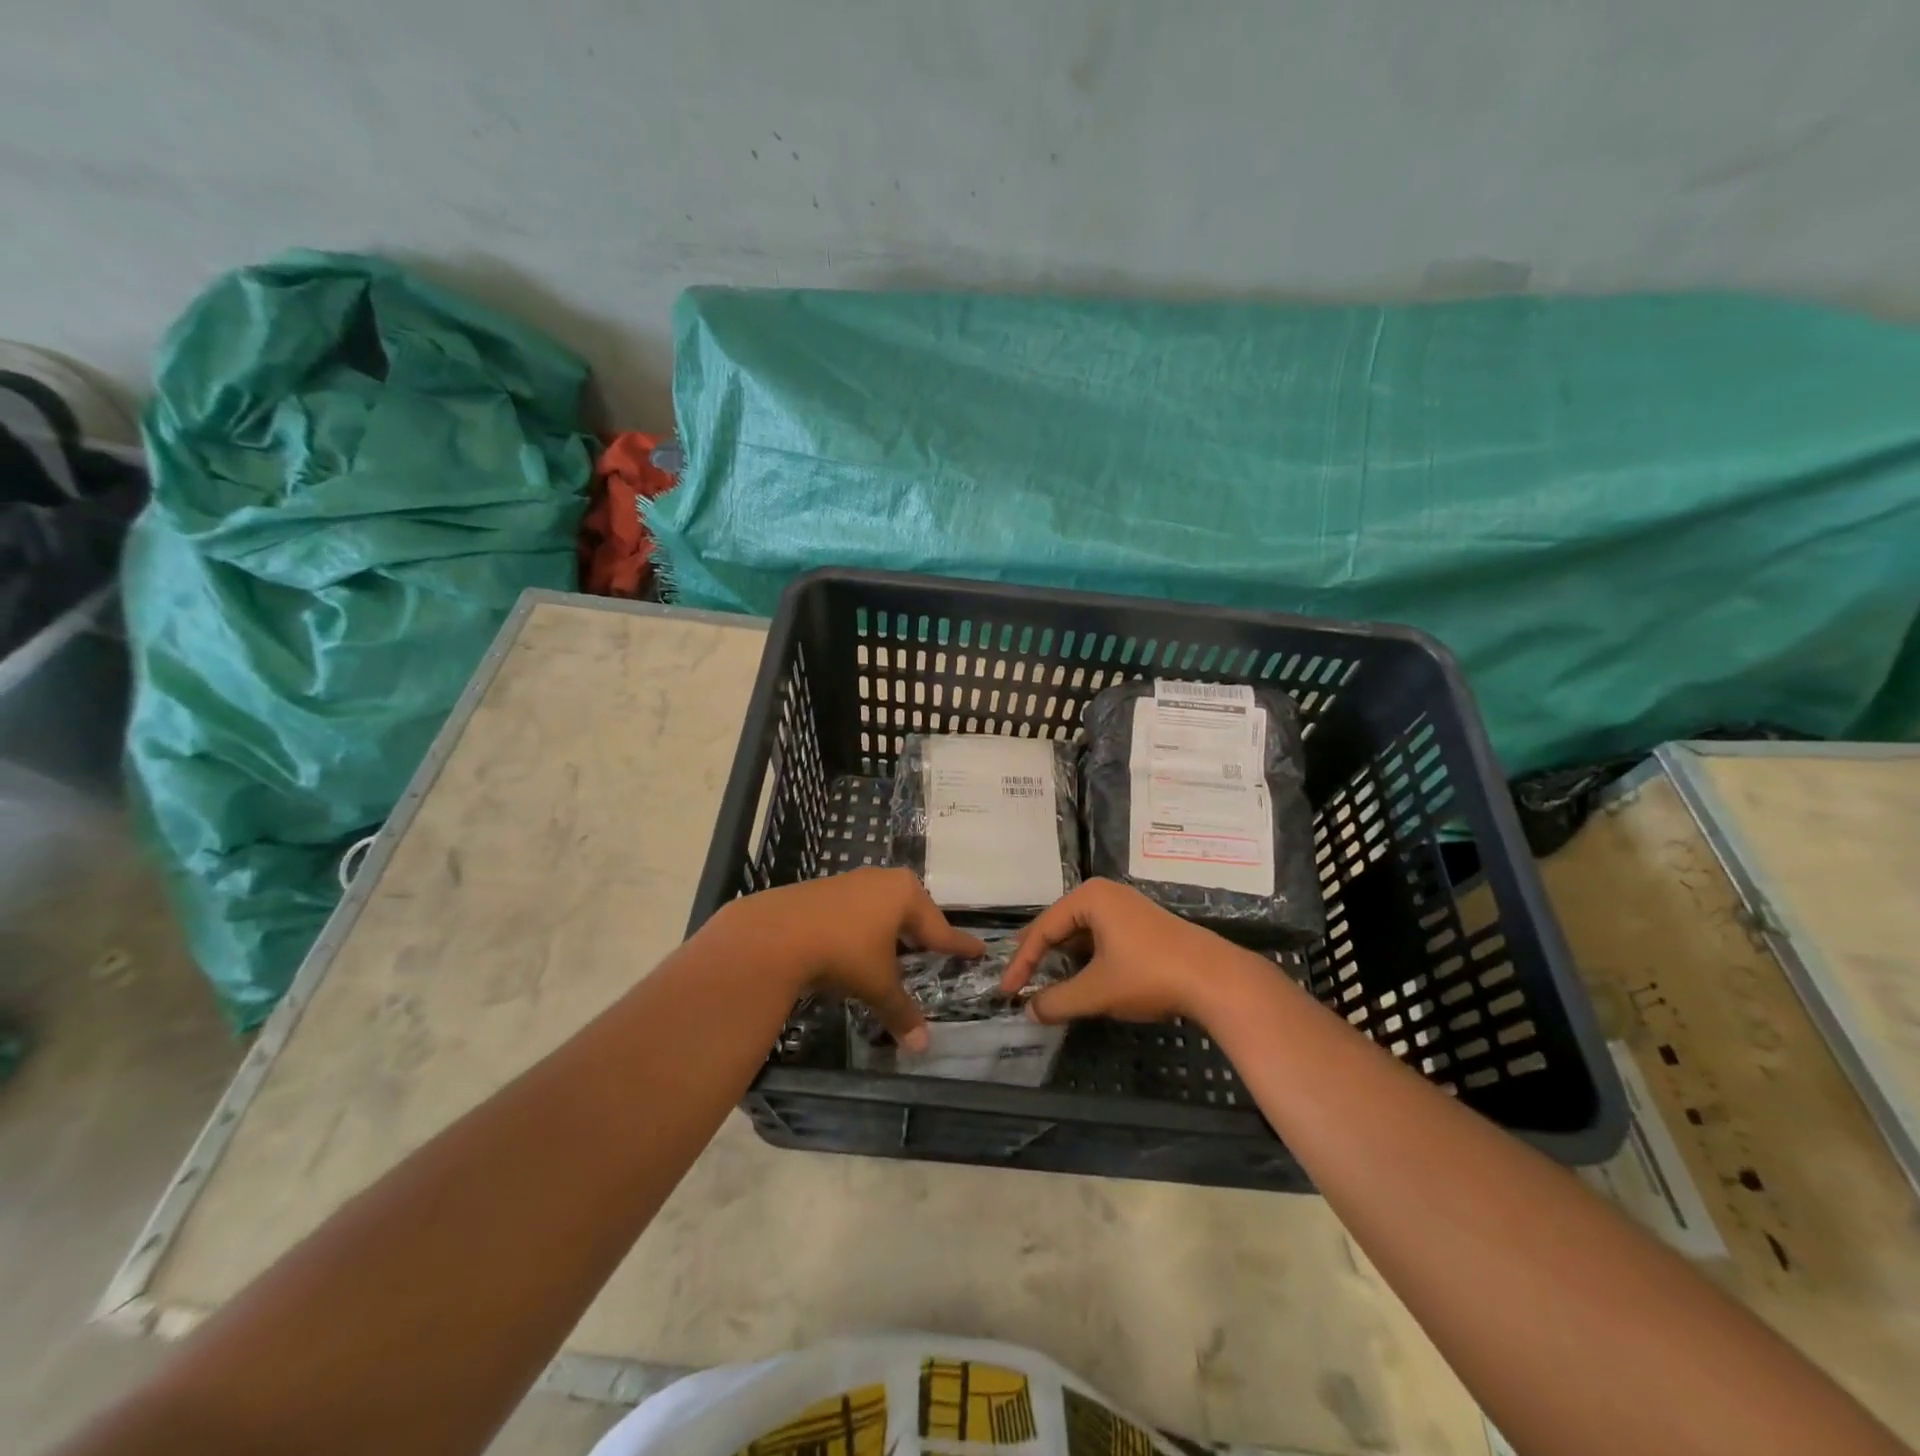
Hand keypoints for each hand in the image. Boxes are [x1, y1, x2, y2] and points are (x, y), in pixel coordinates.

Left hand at [711, 868, 984, 1050]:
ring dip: (891, 927)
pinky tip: (857, 943)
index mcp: (905, 895)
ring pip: (881, 906)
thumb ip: (901, 1012)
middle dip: (922, 931)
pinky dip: (864, 926)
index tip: (977, 950)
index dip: (958, 945)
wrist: (776, 933)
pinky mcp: (822, 890)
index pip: (940, 927)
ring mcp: (850, 881)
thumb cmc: (843, 953)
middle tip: (935, 949)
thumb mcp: (877, 985)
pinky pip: (856, 909)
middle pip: (912, 910)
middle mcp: (882, 881)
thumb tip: (923, 1048)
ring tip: (897, 947)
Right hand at [1001, 879, 1243, 1024]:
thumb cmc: (1149, 975)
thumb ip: (1057, 1001)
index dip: (1021, 962)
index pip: (1042, 929)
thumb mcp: (1097, 991)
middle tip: (1018, 982)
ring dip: (1063, 961)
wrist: (1215, 979)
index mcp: (1089, 898)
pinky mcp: (1141, 926)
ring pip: (1080, 934)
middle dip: (1039, 957)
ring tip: (1045, 984)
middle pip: (1059, 927)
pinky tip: (1081, 980)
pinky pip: (1100, 938)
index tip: (1007, 991)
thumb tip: (1029, 1011)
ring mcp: (1126, 908)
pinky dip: (1086, 960)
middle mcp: (1105, 894)